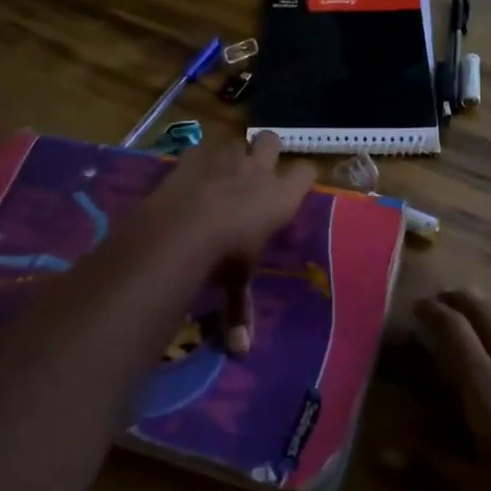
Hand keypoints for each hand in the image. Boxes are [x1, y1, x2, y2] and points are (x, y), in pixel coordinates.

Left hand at [131, 132, 314, 355]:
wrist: (183, 227)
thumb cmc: (225, 255)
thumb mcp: (236, 283)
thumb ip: (241, 310)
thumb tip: (241, 351)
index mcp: (281, 197)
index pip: (306, 172)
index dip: (303, 176)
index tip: (297, 185)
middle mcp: (258, 170)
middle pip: (272, 139)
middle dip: (267, 149)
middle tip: (258, 169)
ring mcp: (225, 157)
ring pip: (238, 140)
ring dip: (233, 152)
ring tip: (224, 170)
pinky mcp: (194, 154)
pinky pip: (202, 146)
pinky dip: (199, 156)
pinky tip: (192, 172)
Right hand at [415, 290, 490, 490]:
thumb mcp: (472, 484)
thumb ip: (428, 460)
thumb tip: (382, 456)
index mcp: (485, 384)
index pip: (455, 329)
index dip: (434, 310)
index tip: (417, 306)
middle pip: (486, 311)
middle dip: (461, 298)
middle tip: (441, 299)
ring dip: (488, 309)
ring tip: (472, 315)